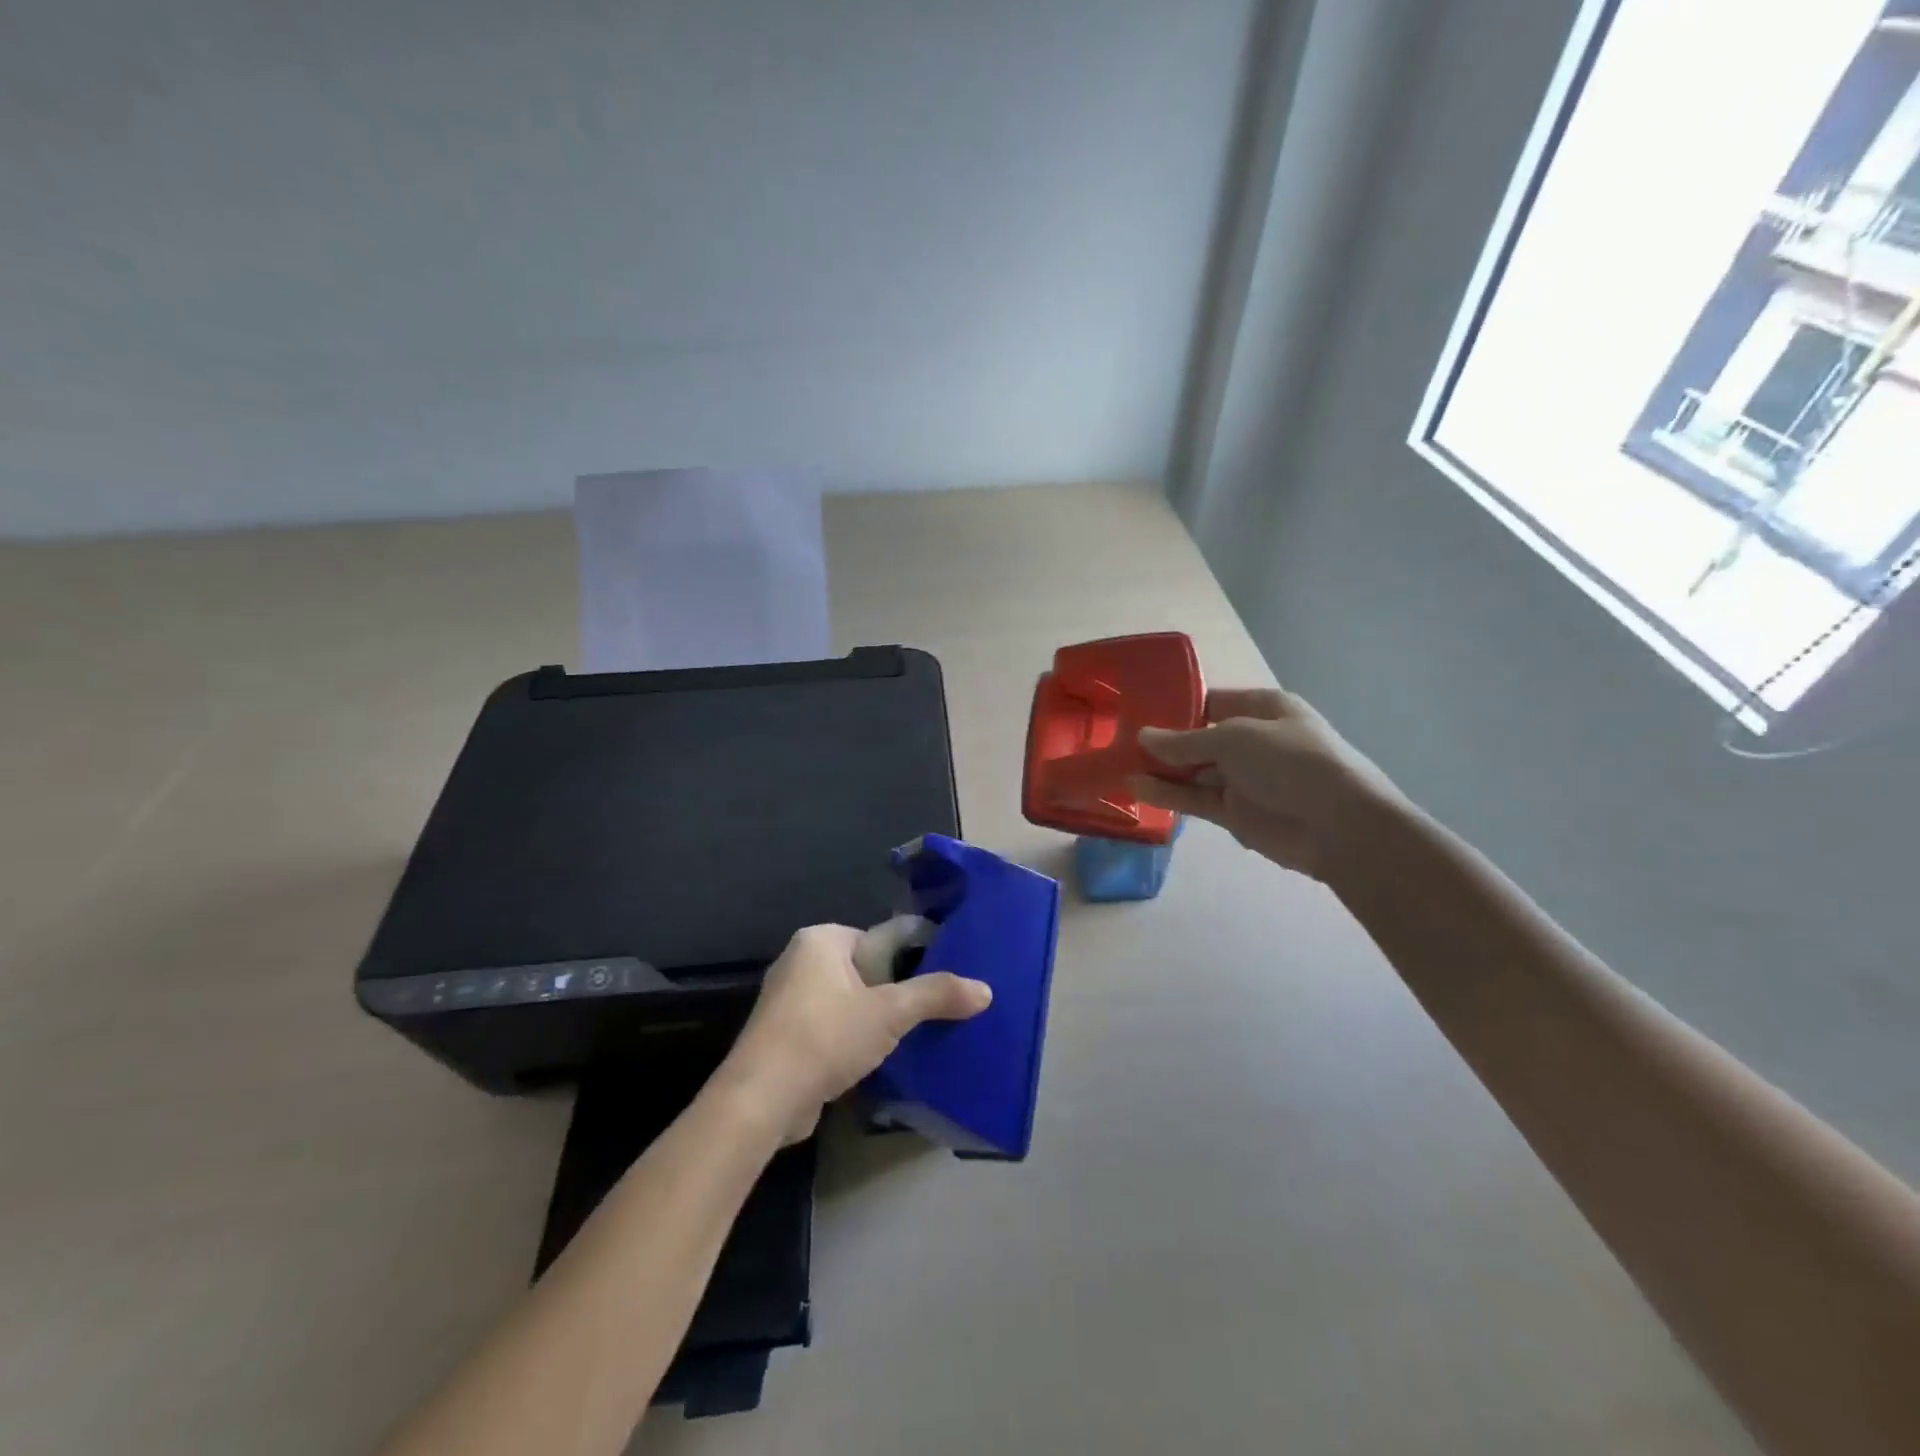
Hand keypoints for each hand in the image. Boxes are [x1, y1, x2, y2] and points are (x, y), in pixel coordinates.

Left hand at [717, 924, 991, 1143]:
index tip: (939, 984)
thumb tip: (986, 990)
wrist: (761, 1101)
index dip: (911, 960)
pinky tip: (874, 1060)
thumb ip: (936, 996)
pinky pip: (831, 1027)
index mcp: (821, 939)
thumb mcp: (890, 1013)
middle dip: (893, 993)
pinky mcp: (784, 1037)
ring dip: (873, 1020)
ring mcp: (788, 1000)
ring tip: (908, 1038)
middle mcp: (800, 960)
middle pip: (865, 970)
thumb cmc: (825, 1037)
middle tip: (926, 1015)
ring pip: (848, 1001)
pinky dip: (851, 1040)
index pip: (879, 938)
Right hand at [1130, 686, 1403, 881]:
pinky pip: (1195, 799)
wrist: (1339, 825)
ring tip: (1118, 766)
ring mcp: (1243, 778)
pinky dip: (1169, 794)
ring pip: (1193, 771)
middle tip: (1117, 741)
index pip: (1211, 701)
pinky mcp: (1234, 812)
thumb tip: (1144, 737)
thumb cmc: (1291, 762)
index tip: (1137, 711)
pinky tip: (1137, 789)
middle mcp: (1251, 740)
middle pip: (1198, 738)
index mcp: (1262, 708)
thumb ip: (1185, 741)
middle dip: (1162, 741)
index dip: (1176, 706)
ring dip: (1160, 770)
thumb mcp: (1235, 738)